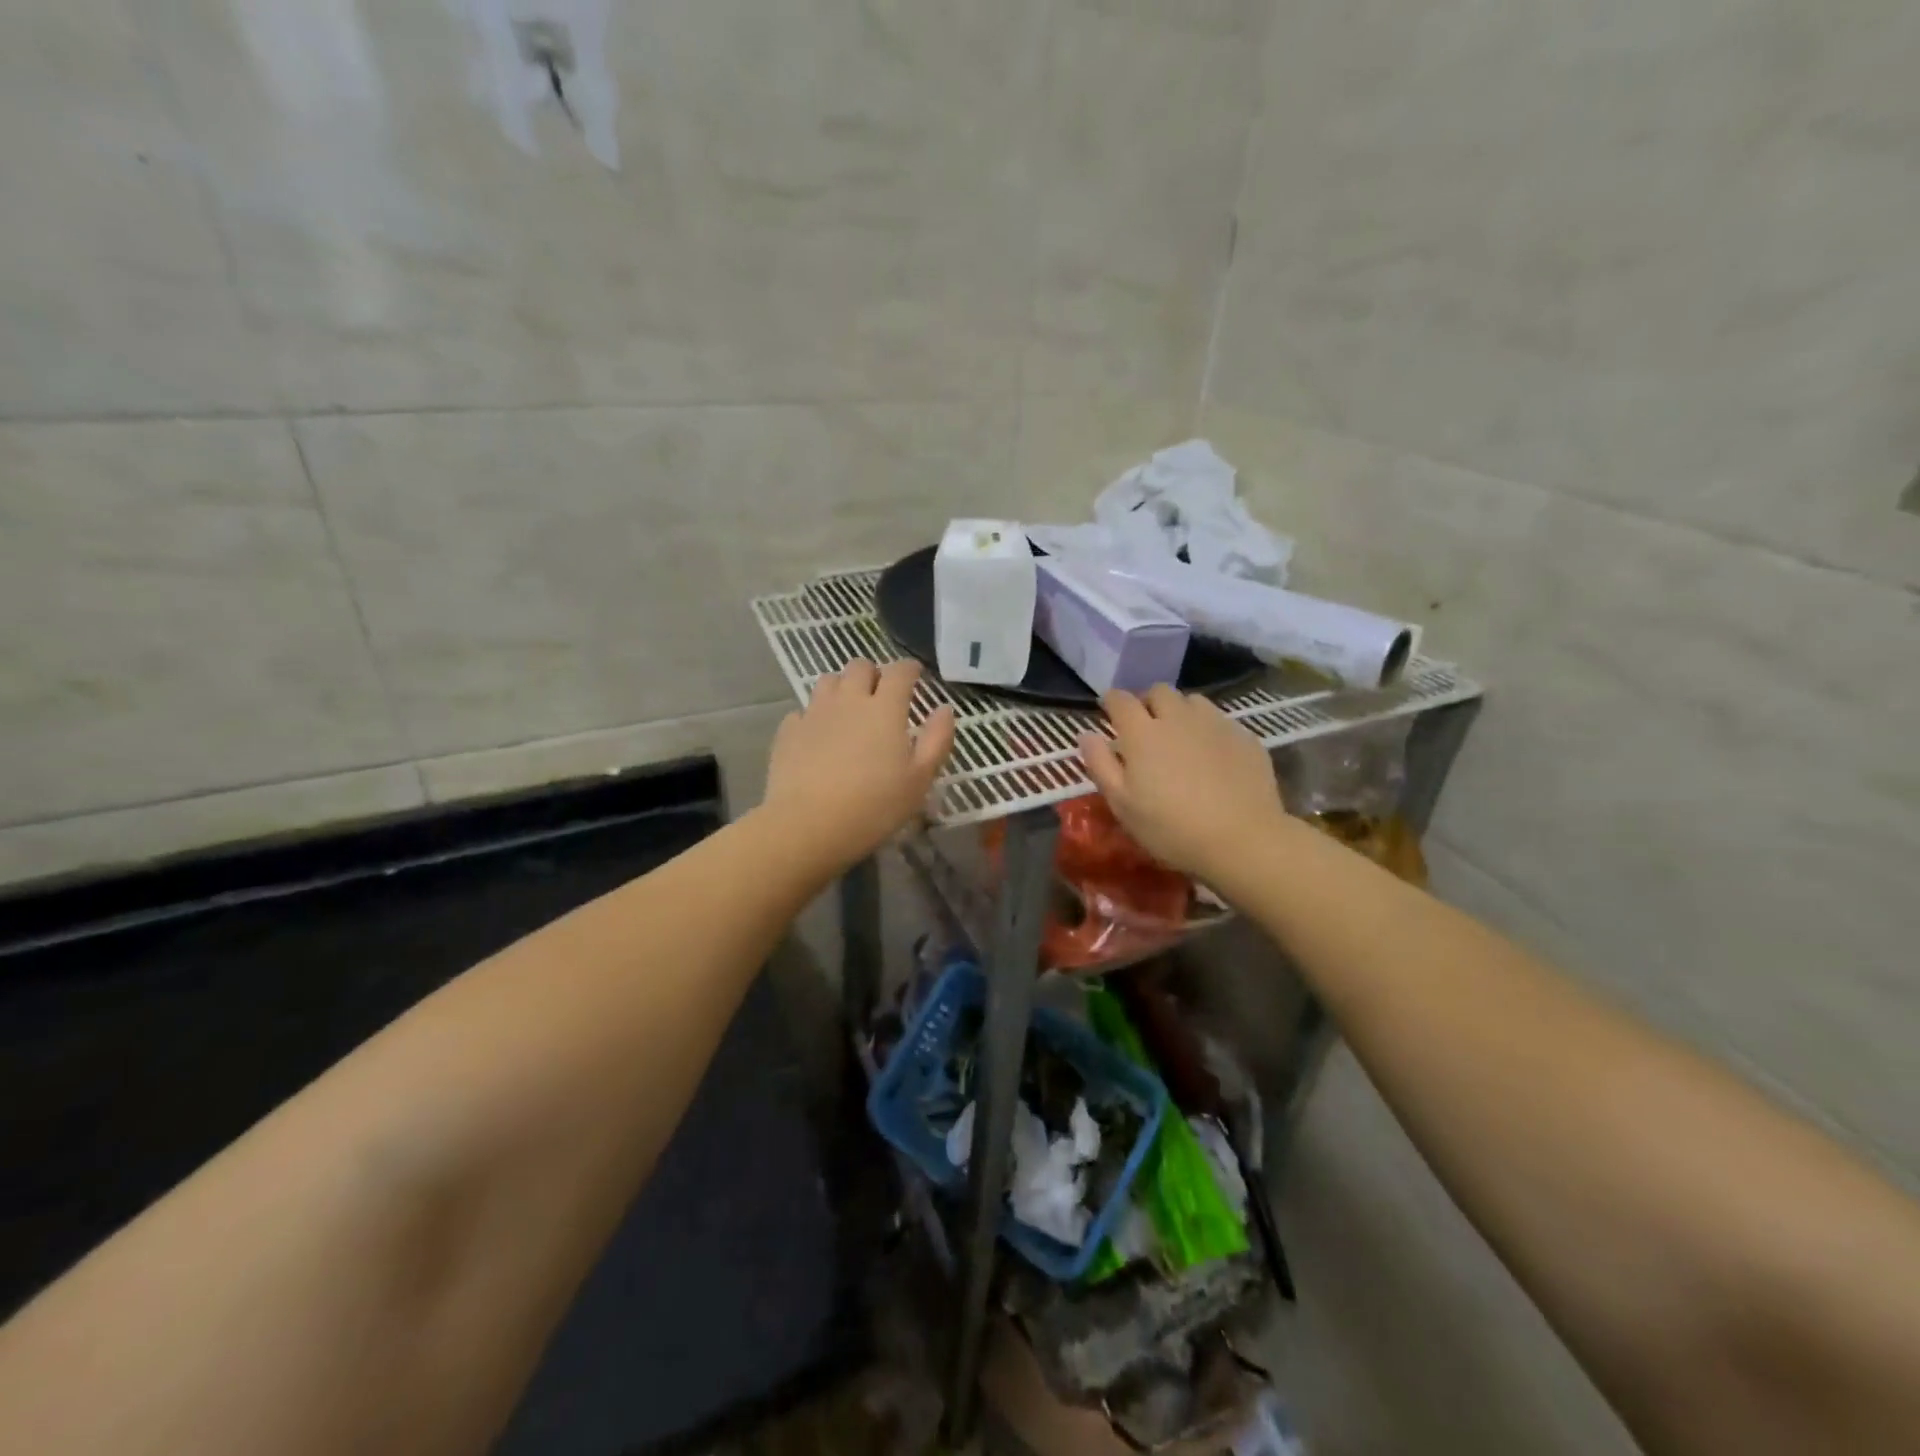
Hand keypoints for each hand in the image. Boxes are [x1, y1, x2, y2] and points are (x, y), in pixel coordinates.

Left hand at [761, 659, 955, 871]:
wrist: (807, 826)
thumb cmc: (874, 806)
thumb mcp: (919, 779)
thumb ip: (936, 740)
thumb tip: (945, 709)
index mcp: (885, 708)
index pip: (900, 672)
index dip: (910, 669)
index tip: (916, 675)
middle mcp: (849, 700)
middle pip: (860, 667)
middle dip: (874, 673)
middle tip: (881, 693)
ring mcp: (814, 713)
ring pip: (828, 680)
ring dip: (842, 687)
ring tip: (849, 708)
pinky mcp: (788, 731)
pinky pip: (803, 710)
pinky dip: (814, 715)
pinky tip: (818, 734)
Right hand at [1078, 684, 1287, 883]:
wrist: (1242, 839)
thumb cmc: (1170, 827)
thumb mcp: (1122, 804)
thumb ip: (1100, 764)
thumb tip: (1086, 734)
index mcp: (1142, 732)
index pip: (1120, 699)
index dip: (1111, 702)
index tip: (1108, 712)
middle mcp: (1177, 717)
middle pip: (1159, 691)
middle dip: (1147, 702)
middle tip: (1145, 727)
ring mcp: (1215, 724)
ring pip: (1192, 701)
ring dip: (1180, 711)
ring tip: (1180, 737)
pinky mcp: (1244, 736)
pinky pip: (1220, 720)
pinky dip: (1208, 729)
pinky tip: (1211, 755)